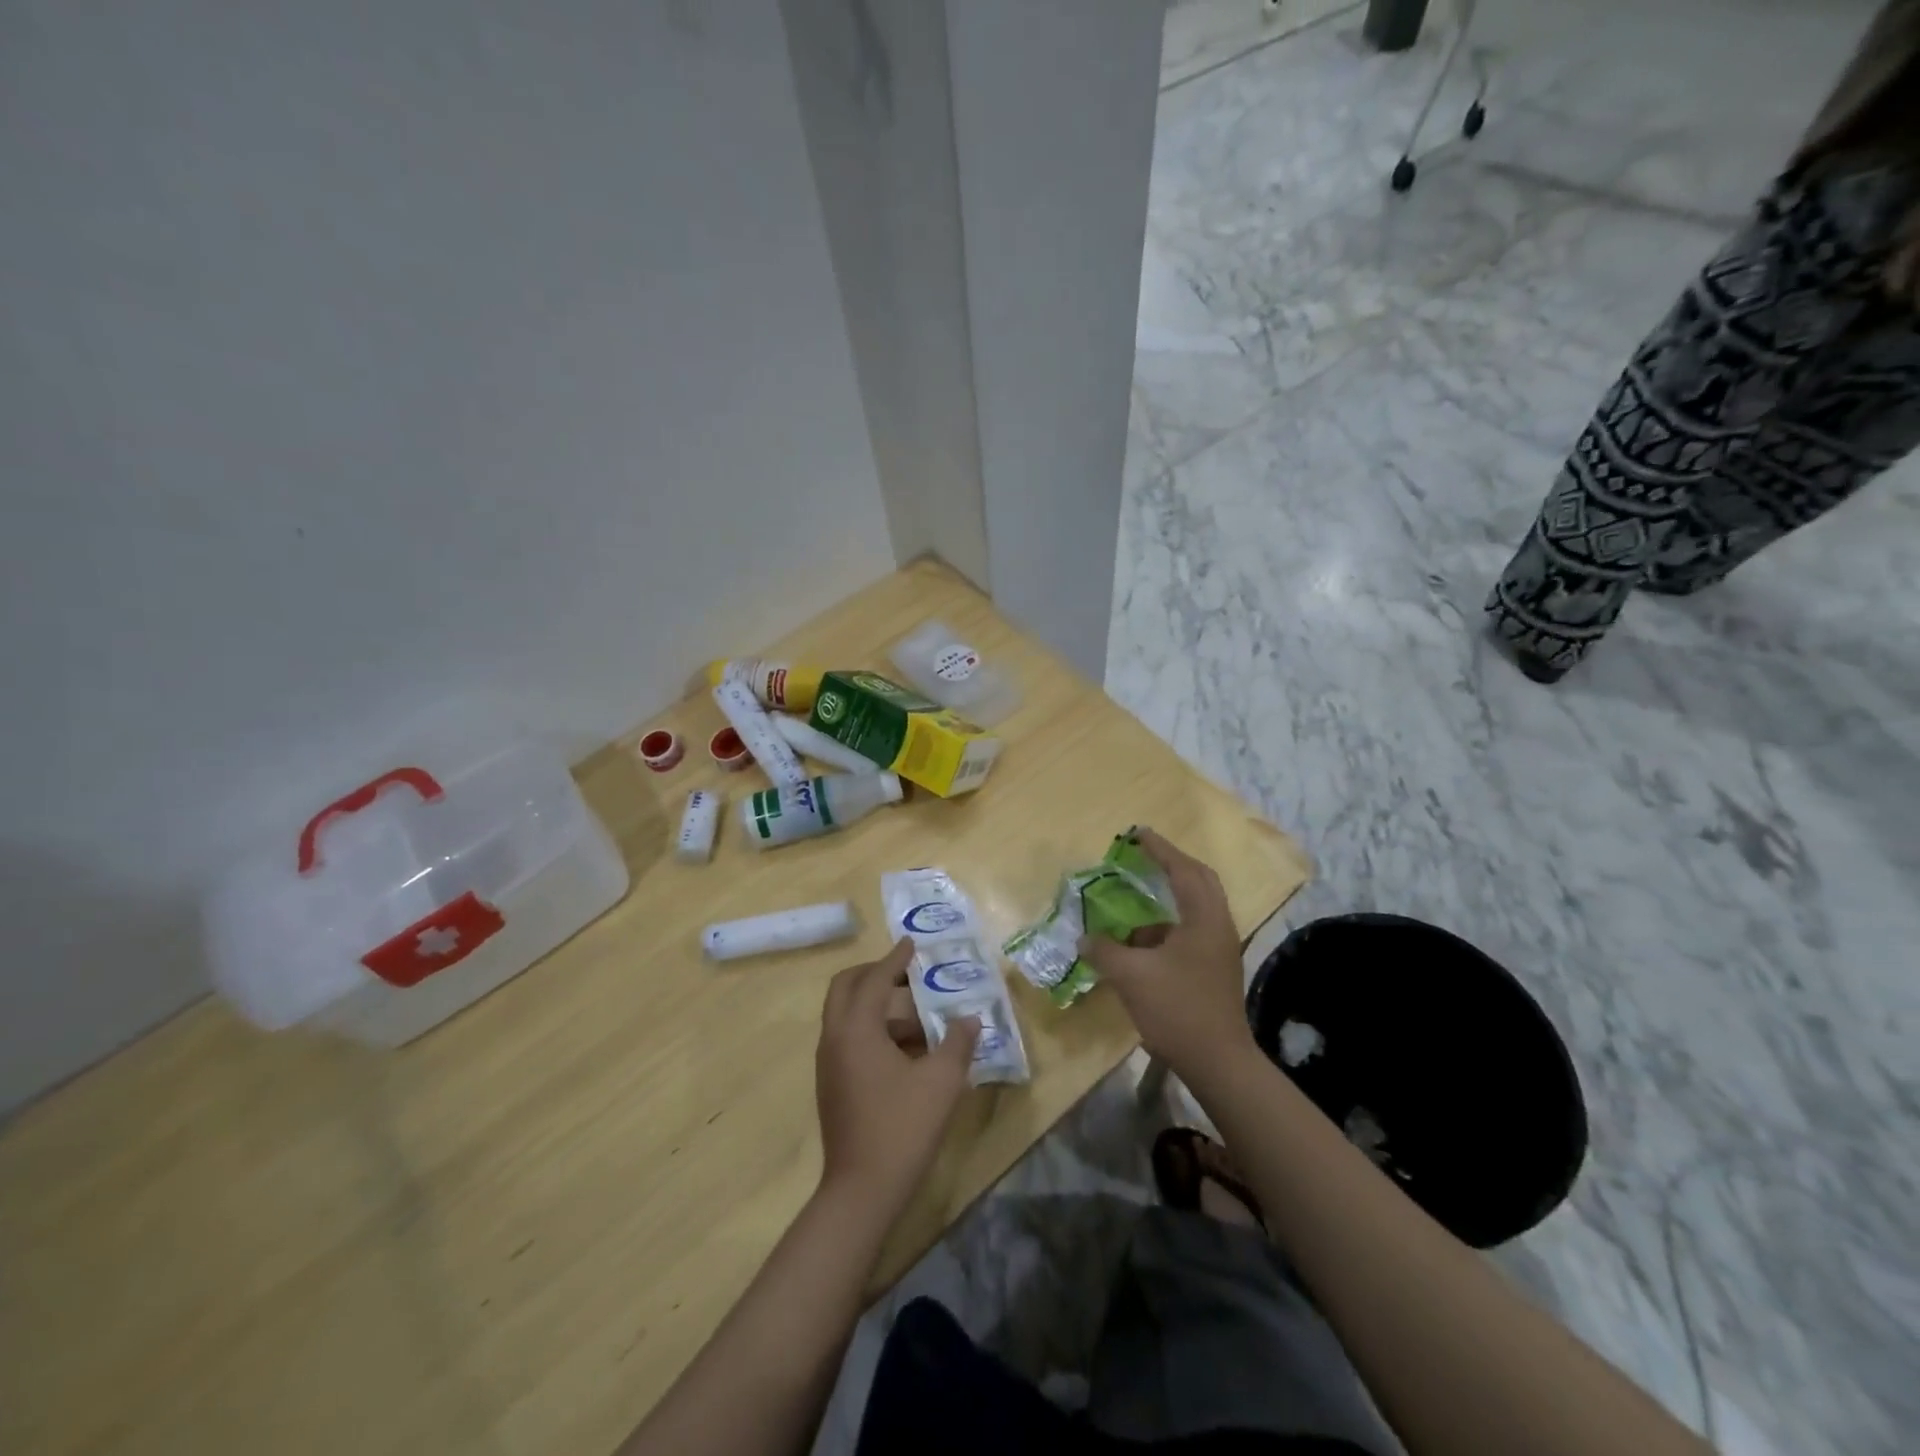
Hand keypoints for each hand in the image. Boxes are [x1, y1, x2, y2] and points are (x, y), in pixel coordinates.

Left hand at [815, 938, 979, 1213]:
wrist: (861, 1191)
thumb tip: (969, 1019)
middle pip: (845, 989)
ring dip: (876, 1005)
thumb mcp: (941, 1082)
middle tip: (905, 973)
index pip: (874, 980)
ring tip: (918, 1015)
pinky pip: (849, 1038)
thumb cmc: (902, 1127)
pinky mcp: (831, 1084)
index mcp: (856, 1029)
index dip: (894, 960)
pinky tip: (906, 1049)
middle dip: (873, 974)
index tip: (911, 943)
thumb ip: (957, 1043)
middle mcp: (834, 1038)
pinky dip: (872, 1029)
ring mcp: (828, 1063)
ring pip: (846, 1015)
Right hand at [1079, 828, 1257, 1078]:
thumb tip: (1085, 939)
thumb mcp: (1132, 976)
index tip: (1138, 833)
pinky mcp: (1215, 968)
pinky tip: (1140, 942)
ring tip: (1135, 900)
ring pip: (1195, 908)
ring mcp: (1219, 949)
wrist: (1218, 1062)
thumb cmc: (1177, 1010)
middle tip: (1144, 857)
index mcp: (1204, 919)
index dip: (1159, 849)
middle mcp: (1218, 926)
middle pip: (1199, 881)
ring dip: (1168, 898)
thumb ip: (1105, 951)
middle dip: (1172, 864)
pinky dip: (1166, 927)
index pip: (1182, 870)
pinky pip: (1190, 931)